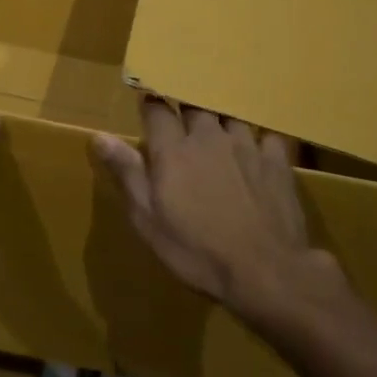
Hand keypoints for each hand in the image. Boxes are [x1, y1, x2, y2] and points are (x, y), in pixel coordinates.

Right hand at [93, 98, 347, 321]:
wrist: (265, 271)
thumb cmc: (197, 250)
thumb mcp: (148, 219)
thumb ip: (126, 172)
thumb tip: (99, 135)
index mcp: (173, 149)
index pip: (156, 109)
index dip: (150, 105)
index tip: (146, 106)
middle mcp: (209, 136)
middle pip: (194, 104)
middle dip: (185, 106)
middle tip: (181, 117)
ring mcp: (246, 145)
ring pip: (230, 115)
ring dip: (220, 119)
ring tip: (218, 129)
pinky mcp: (277, 160)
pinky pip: (266, 134)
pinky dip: (258, 137)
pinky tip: (258, 148)